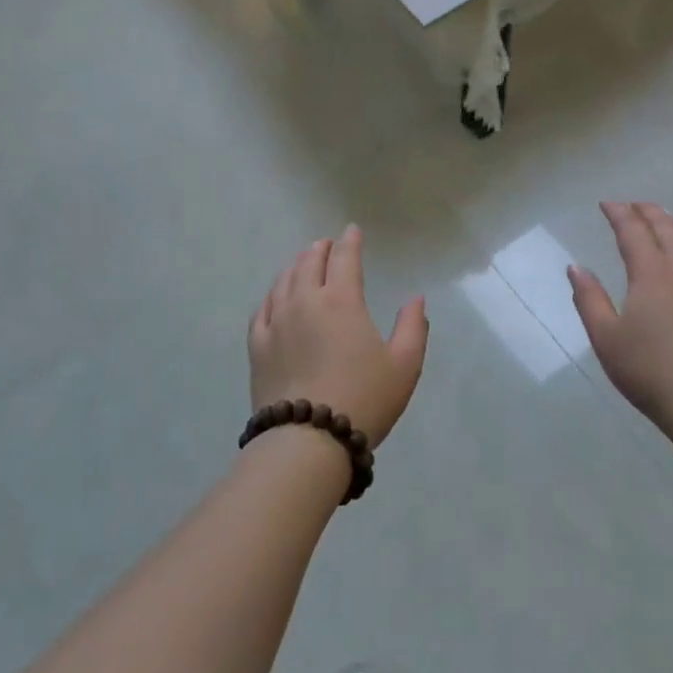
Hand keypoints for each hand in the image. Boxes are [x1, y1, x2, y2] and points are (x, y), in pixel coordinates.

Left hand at [250, 225, 427, 446]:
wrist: (307, 442)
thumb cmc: (363, 399)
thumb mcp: (404, 365)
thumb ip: (413, 326)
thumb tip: (415, 298)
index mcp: (342, 301)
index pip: (345, 258)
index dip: (350, 241)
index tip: (352, 231)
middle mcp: (305, 301)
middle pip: (310, 262)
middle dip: (320, 249)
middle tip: (327, 244)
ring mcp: (277, 322)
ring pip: (284, 280)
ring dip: (296, 265)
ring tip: (303, 262)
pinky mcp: (257, 346)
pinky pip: (262, 308)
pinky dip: (272, 294)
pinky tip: (276, 296)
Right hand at [568, 202, 672, 432]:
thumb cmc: (650, 370)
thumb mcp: (606, 338)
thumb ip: (589, 299)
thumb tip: (576, 268)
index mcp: (652, 272)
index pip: (633, 231)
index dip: (619, 213)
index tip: (606, 204)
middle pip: (667, 228)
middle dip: (647, 211)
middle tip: (632, 205)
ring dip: (672, 224)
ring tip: (661, 221)